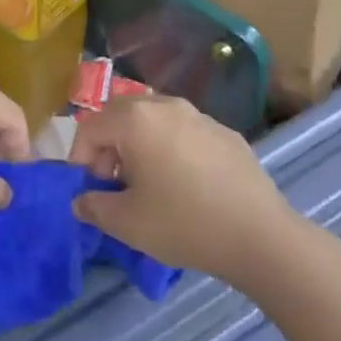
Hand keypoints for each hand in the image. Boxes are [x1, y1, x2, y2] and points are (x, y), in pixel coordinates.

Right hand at [69, 95, 292, 285]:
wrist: (260, 235)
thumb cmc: (184, 224)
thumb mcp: (128, 224)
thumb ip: (94, 207)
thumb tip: (81, 200)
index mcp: (135, 119)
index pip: (90, 128)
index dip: (80, 159)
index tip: (88, 192)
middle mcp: (164, 105)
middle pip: (120, 115)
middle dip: (108, 146)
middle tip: (113, 185)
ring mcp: (198, 114)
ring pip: (154, 120)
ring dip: (139, 145)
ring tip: (148, 184)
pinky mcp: (224, 131)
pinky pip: (184, 132)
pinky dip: (172, 149)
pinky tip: (186, 185)